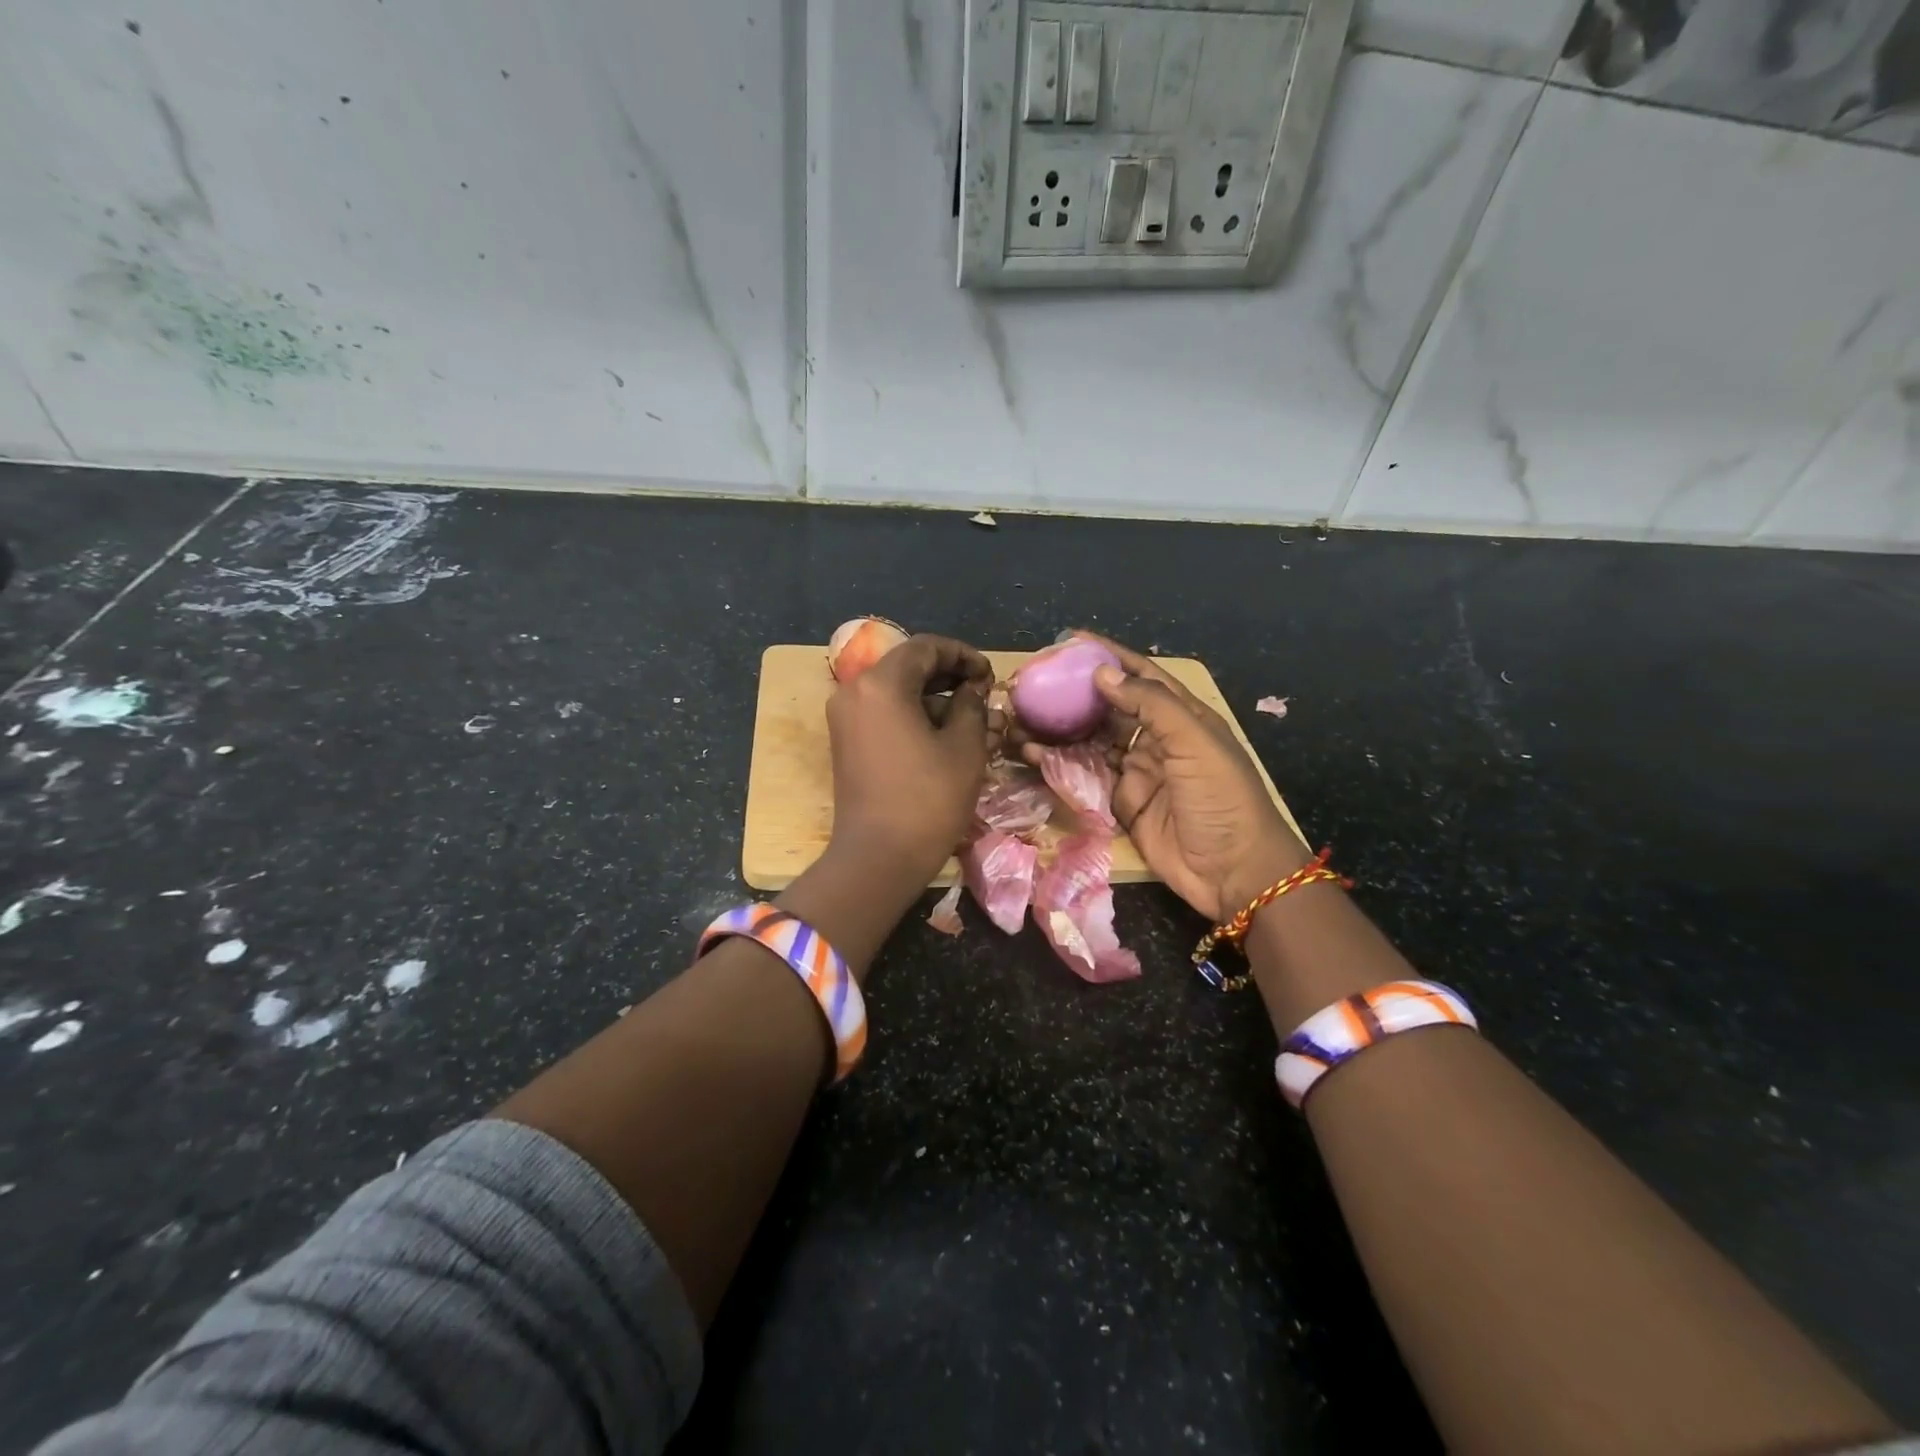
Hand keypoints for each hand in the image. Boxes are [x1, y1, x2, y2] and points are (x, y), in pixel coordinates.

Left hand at [825, 633, 996, 886]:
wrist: (878, 858)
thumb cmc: (927, 799)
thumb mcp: (964, 747)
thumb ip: (972, 705)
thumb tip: (972, 688)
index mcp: (880, 684)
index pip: (925, 648)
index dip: (963, 655)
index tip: (989, 675)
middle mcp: (854, 692)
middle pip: (908, 668)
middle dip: (949, 678)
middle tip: (983, 695)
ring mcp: (846, 719)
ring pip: (897, 694)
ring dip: (935, 701)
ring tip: (974, 723)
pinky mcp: (847, 744)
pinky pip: (884, 716)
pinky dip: (914, 719)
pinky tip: (947, 739)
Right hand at [1046, 634, 1306, 921]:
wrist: (1233, 872)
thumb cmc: (1222, 798)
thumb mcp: (1194, 743)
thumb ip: (1151, 704)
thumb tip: (1102, 673)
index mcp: (1182, 716)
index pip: (1141, 676)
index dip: (1109, 656)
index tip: (1070, 641)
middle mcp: (1156, 738)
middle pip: (1109, 707)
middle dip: (1074, 694)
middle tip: (1035, 681)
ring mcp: (1136, 771)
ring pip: (1091, 741)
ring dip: (1060, 729)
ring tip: (1023, 715)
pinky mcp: (1120, 802)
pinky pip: (1085, 776)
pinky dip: (1060, 764)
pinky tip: (1033, 752)